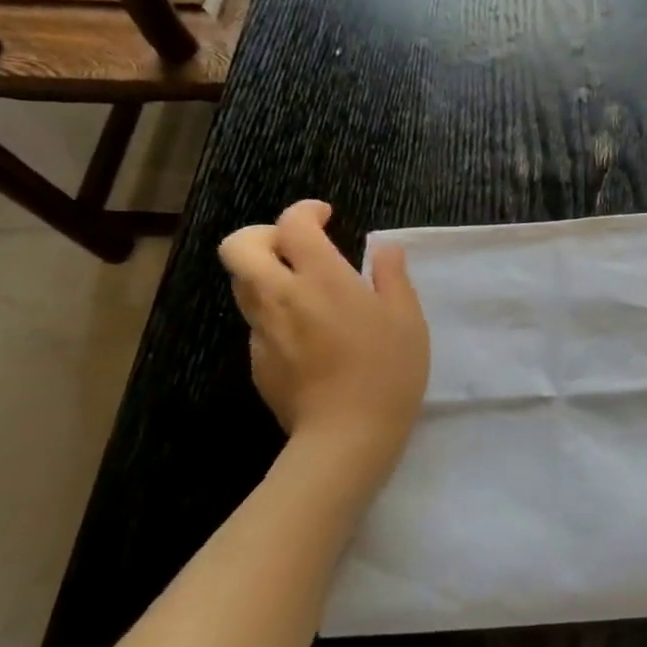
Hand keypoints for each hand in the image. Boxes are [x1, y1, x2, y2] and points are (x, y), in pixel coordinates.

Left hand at [218, 200, 430, 473]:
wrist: (346, 435)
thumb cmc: (387, 371)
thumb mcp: (407, 318)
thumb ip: (392, 276)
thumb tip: (384, 249)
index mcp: (322, 279)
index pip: (293, 225)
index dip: (305, 211)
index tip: (326, 217)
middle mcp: (281, 297)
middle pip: (240, 247)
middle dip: (263, 235)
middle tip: (295, 246)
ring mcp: (263, 331)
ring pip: (243, 284)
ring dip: (265, 272)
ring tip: (303, 287)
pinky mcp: (257, 361)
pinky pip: (257, 321)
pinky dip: (275, 312)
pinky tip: (309, 335)